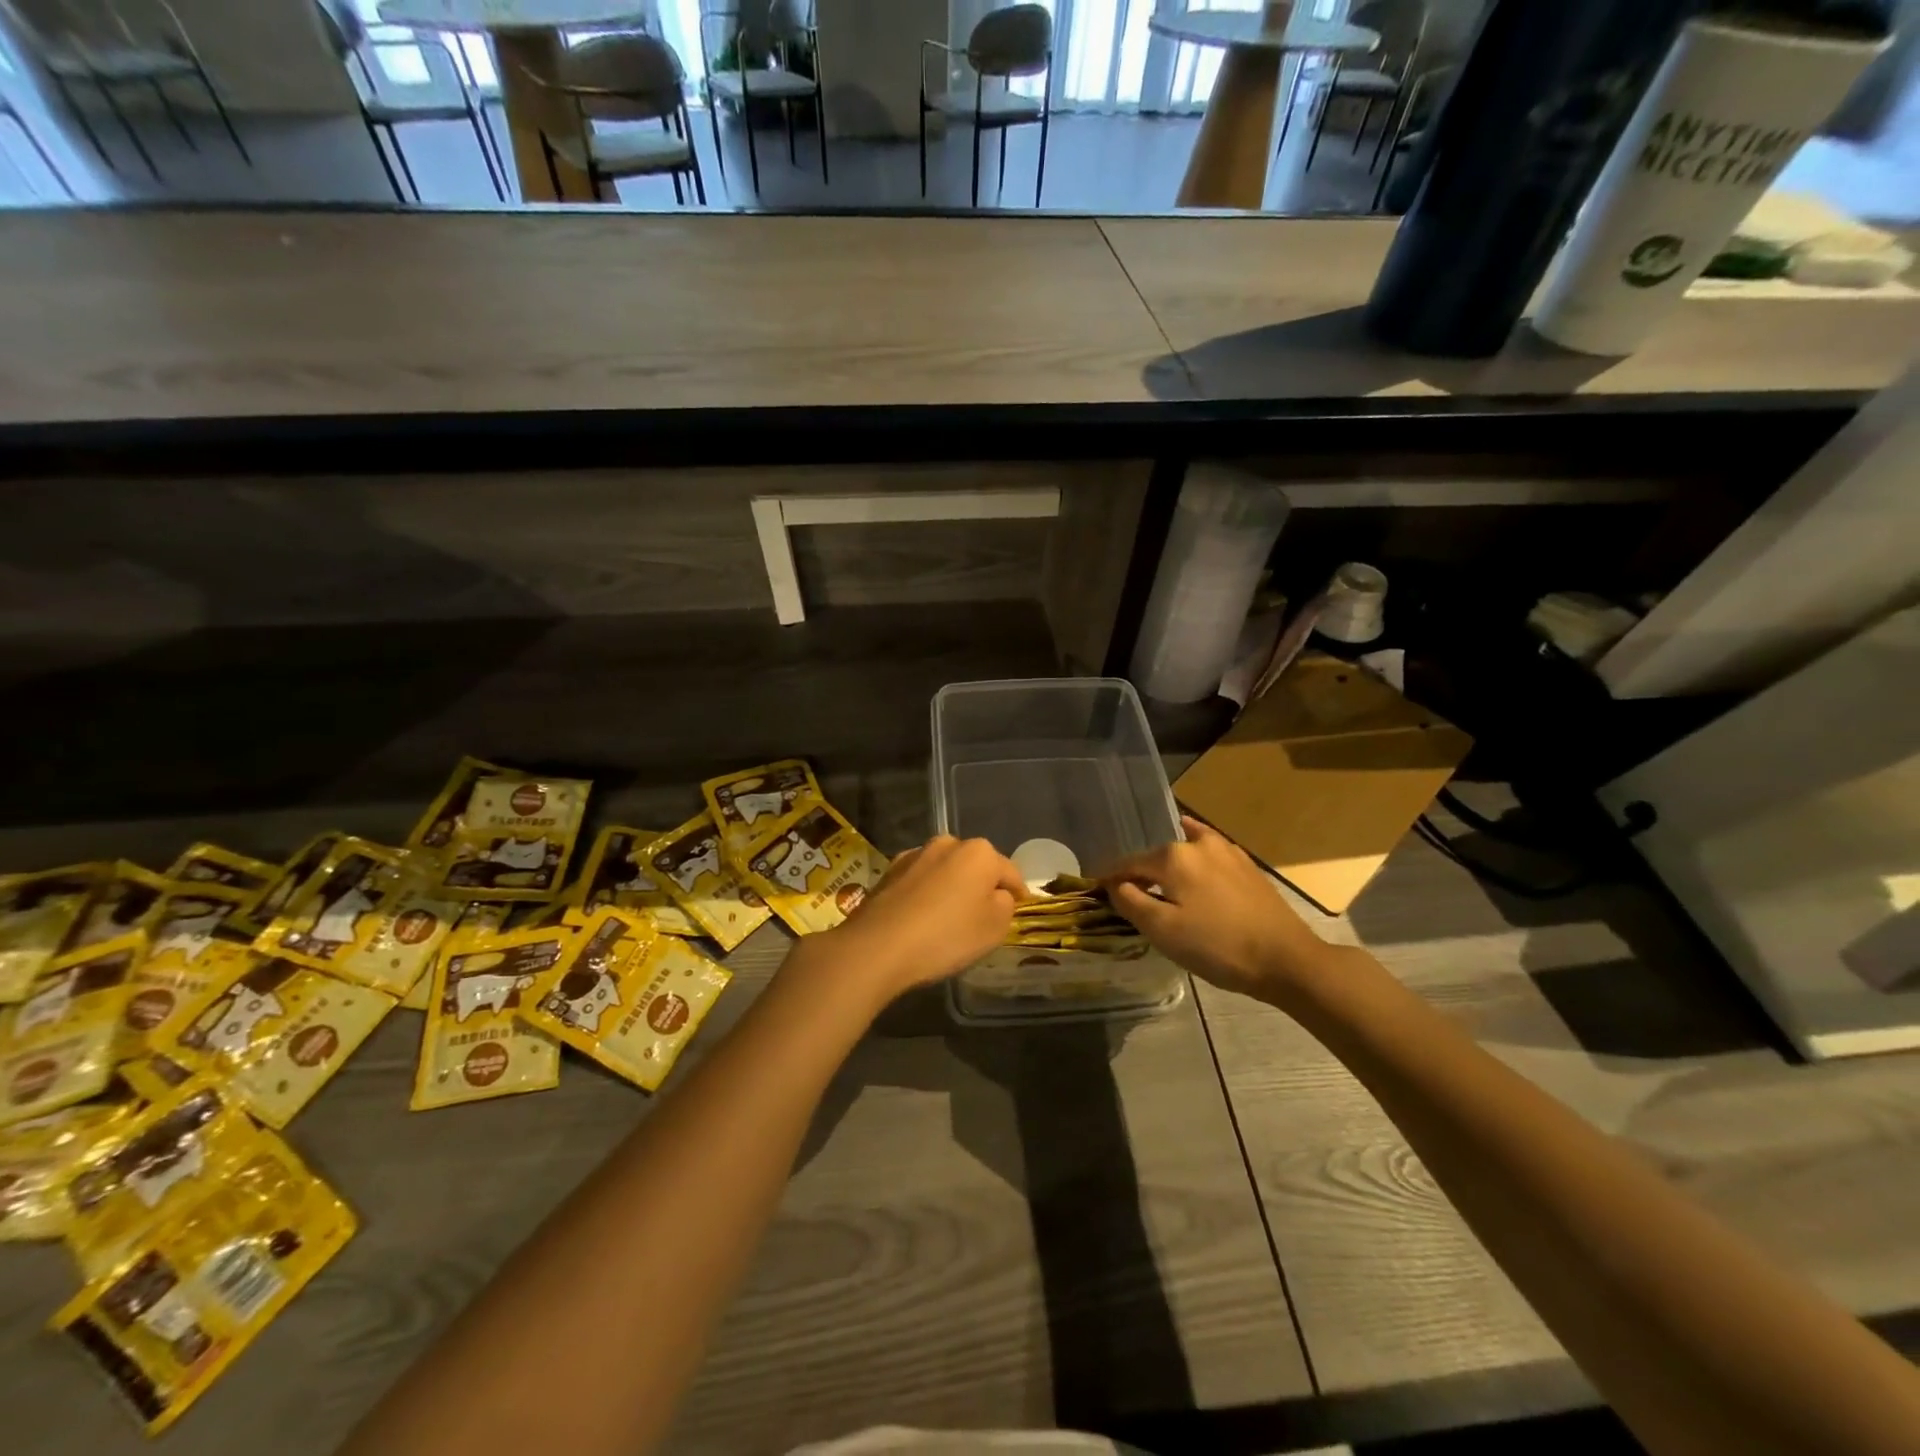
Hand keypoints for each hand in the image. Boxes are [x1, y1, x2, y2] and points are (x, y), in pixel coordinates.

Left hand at [793, 836, 1026, 1006]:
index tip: (1019, 908)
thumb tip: (998, 894)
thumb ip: (1005, 905)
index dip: (1017, 893)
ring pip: (945, 871)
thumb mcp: (994, 928)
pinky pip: (920, 881)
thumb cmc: (946, 936)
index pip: (1010, 872)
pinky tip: (921, 918)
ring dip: (951, 888)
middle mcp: (948, 843)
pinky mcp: (889, 870)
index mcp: (980, 852)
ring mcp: (915, 854)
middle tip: (982, 916)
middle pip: (975, 866)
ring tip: (948, 919)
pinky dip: (925, 894)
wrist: (878, 946)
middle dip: (981, 886)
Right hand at [1101, 816, 1335, 1004]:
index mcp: (1172, 856)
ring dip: (1166, 866)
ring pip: (1182, 852)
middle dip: (1139, 874)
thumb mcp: (1163, 930)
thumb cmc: (1218, 946)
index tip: (1095, 891)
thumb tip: (1115, 885)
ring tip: (1158, 885)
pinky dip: (1192, 859)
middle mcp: (1197, 842)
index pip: (1127, 864)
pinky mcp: (1245, 864)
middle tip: (1128, 898)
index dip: (1109, 879)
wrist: (1287, 959)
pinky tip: (1192, 868)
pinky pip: (1207, 854)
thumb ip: (1131, 902)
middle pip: (1155, 856)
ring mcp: (1225, 850)